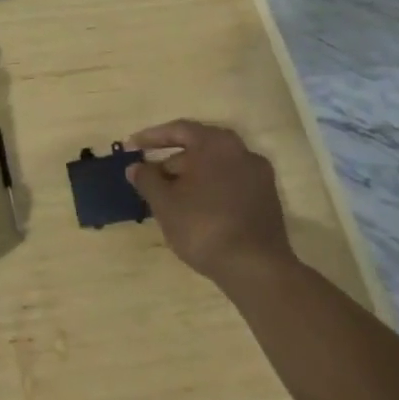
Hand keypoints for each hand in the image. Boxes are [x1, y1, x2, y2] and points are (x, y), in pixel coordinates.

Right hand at [125, 120, 294, 284]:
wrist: (256, 269)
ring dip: (190, 177)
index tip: (131, 148)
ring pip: (215, 168)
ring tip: (169, 198)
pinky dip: (210, 190)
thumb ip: (146, 179)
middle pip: (199, 148)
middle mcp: (241, 151)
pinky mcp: (268, 200)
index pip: (178, 130)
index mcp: (216, 143)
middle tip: (149, 177)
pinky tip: (195, 210)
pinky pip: (230, 184)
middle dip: (171, 161)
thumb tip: (135, 167)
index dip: (151, 137)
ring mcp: (259, 176)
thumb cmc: (203, 225)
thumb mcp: (164, 202)